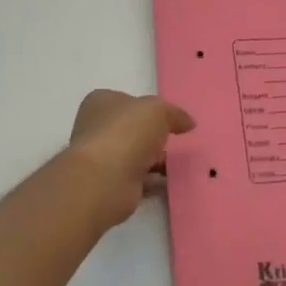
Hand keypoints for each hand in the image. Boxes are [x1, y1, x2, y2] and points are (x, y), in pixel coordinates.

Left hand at [67, 90, 196, 227]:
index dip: (147, 108)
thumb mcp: (158, 110)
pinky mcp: (111, 184)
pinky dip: (155, 181)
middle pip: (131, 129)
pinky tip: (174, 182)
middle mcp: (97, 128)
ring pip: (136, 155)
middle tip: (179, 140)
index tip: (169, 117)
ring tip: (182, 163)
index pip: (126, 101)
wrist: (104, 179)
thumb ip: (174, 114)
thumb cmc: (126, 132)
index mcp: (101, 103)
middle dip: (153, 136)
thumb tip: (188, 123)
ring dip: (156, 160)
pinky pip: (139, 179)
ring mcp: (103, 158)